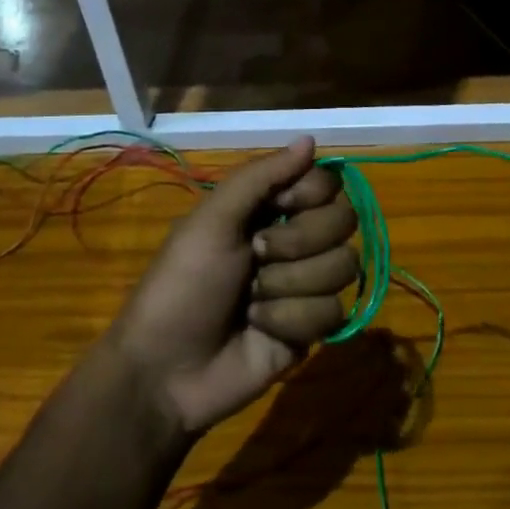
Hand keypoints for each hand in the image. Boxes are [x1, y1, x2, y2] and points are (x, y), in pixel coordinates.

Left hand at [108, 137, 359, 435]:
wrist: (166, 369)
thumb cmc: (182, 284)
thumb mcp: (211, 220)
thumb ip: (261, 175)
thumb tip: (310, 139)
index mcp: (269, 208)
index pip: (326, 182)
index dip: (312, 192)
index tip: (283, 204)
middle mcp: (294, 239)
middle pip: (343, 220)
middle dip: (298, 241)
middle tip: (256, 255)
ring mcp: (305, 284)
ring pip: (343, 266)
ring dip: (290, 285)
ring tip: (251, 301)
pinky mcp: (312, 328)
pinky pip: (333, 312)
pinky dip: (291, 319)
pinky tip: (261, 328)